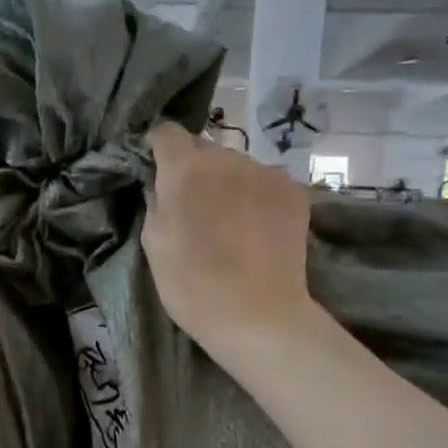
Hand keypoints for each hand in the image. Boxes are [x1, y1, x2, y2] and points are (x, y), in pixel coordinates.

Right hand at [142, 122, 317, 358]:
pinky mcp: (293, 191)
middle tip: (192, 204)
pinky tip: (255, 227)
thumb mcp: (153, 244)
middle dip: (194, 168)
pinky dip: (255, 195)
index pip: (167, 132)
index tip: (156, 169)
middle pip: (204, 148)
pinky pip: (265, 181)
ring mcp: (265, 172)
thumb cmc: (191, 284)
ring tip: (228, 221)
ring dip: (226, 182)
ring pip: (236, 165)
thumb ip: (155, 202)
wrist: (257, 314)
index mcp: (184, 169)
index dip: (158, 147)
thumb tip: (160, 185)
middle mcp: (226, 159)